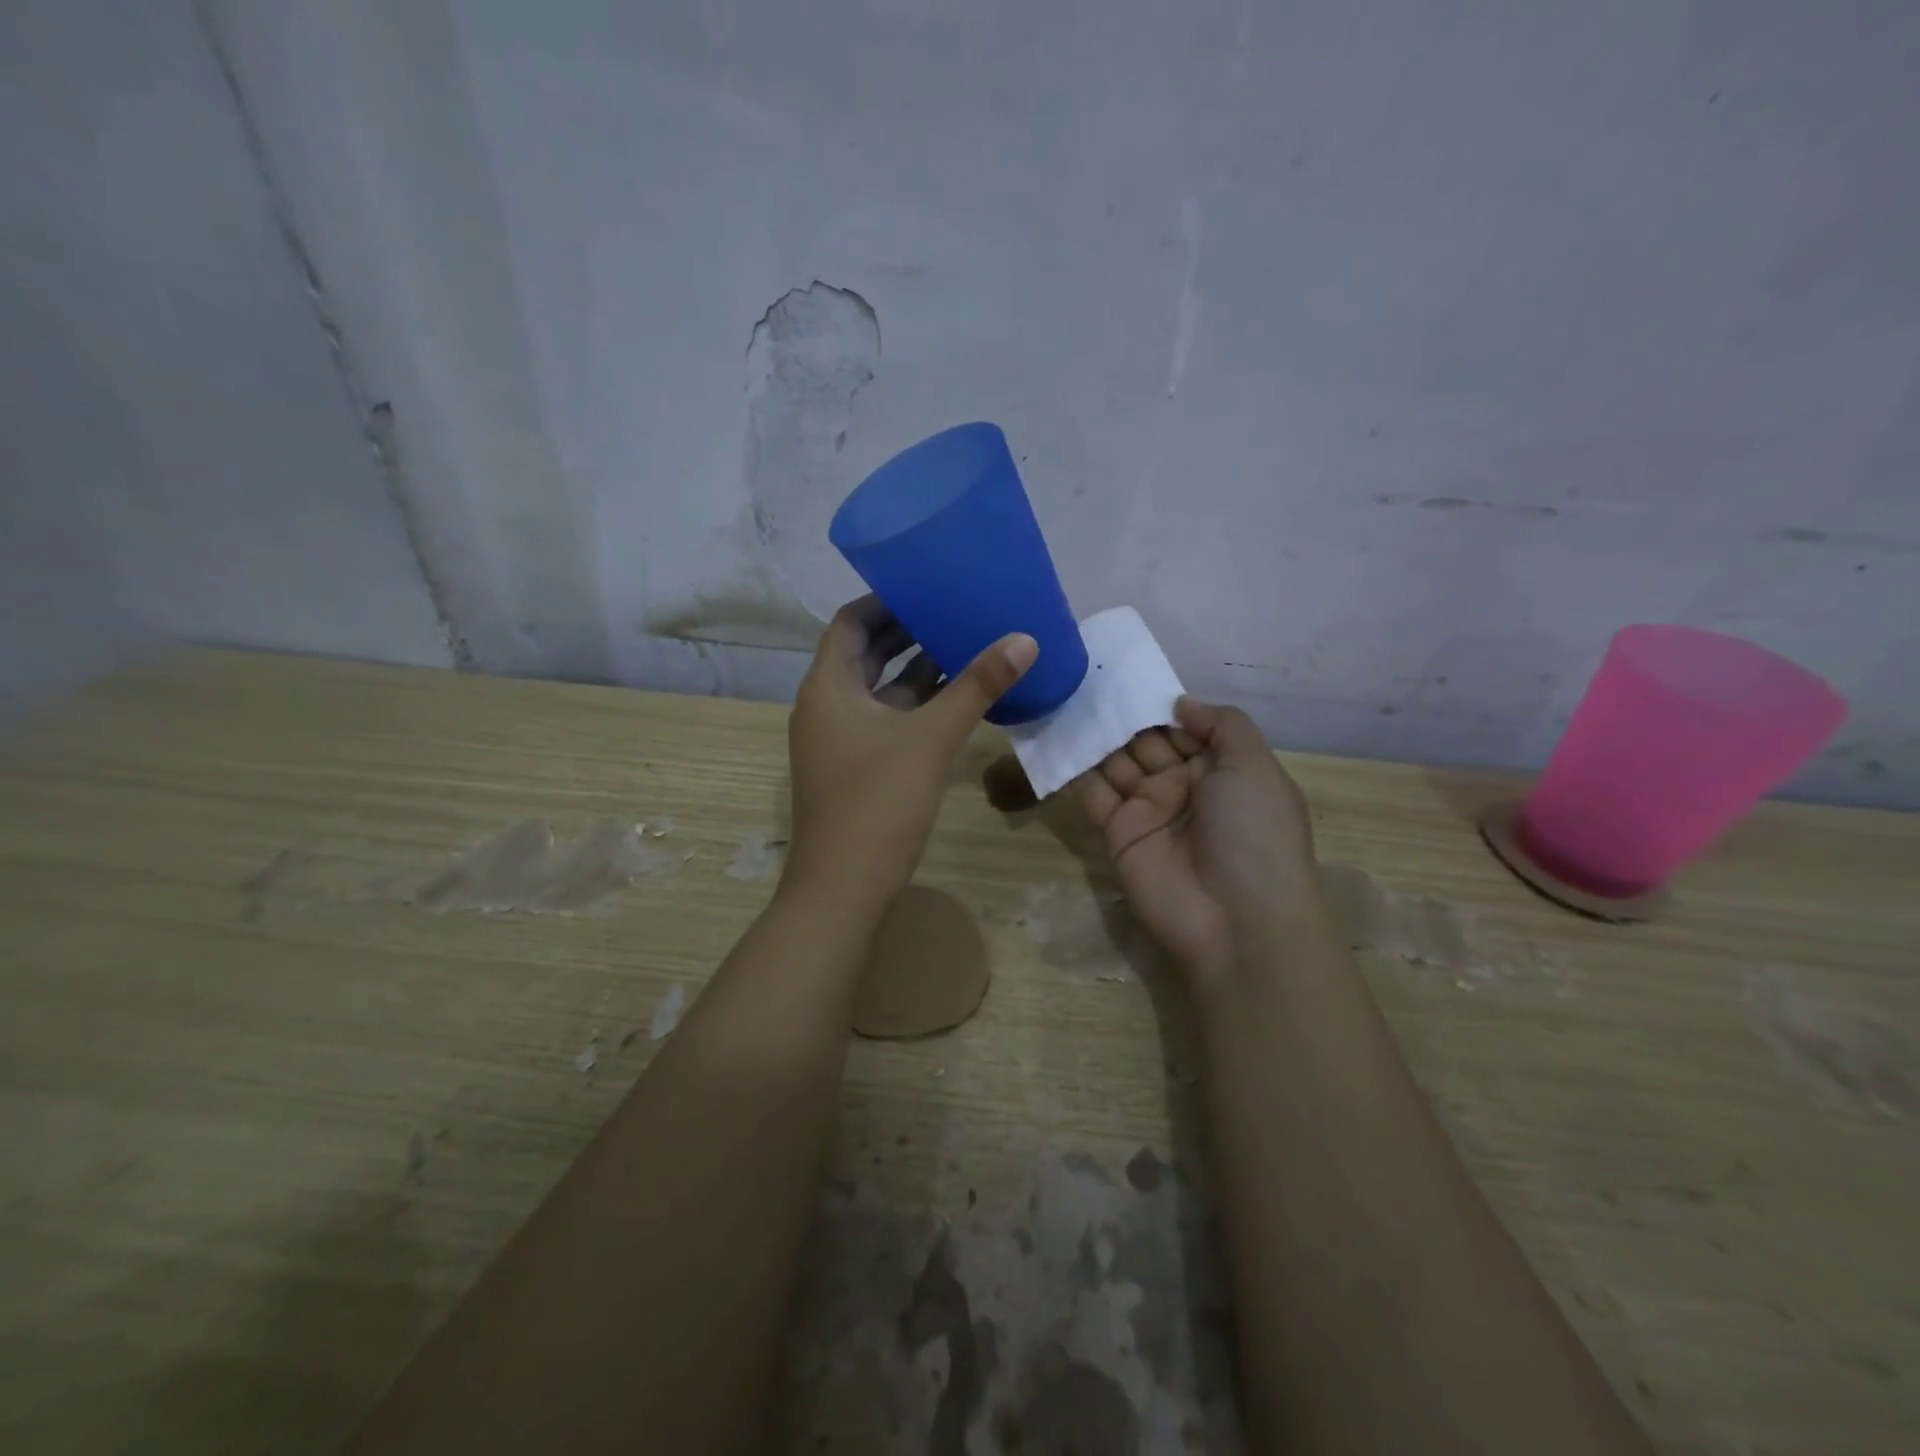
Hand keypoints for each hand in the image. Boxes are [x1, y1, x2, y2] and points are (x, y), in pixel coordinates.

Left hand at [786, 596, 1036, 904]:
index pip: (850, 622)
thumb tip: (1024, 639)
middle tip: (954, 609)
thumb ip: (976, 686)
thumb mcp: (931, 738)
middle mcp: (827, 705)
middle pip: (864, 653)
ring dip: (915, 668)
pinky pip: (886, 719)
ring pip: (878, 689)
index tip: (927, 585)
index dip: (886, 600)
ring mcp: (840, 738)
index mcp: (828, 686)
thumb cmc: (878, 802)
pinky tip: (956, 699)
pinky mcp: (856, 765)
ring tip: (963, 644)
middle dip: (906, 631)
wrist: (843, 886)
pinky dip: (916, 705)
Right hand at [1072, 698, 1322, 982]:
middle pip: (1146, 743)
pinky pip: (1093, 795)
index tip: (1126, 675)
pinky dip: (1074, 769)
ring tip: (1063, 697)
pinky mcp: (1116, 834)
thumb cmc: (1254, 832)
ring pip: (1116, 764)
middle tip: (1085, 680)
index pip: (1185, 729)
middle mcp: (1184, 788)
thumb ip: (1222, 724)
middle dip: (1121, 716)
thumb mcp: (1254, 766)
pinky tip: (1055, 736)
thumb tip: (1180, 704)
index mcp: (1221, 771)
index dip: (1159, 705)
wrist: (1236, 920)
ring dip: (1094, 736)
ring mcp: (1148, 812)